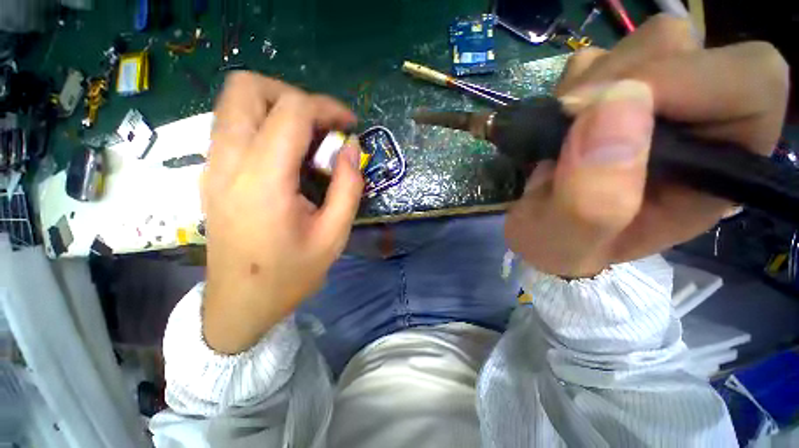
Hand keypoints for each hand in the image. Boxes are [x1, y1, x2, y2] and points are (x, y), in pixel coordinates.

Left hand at [202, 72, 363, 353]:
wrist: (240, 304)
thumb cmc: (290, 275)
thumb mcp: (334, 235)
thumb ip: (349, 186)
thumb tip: (351, 146)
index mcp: (263, 182)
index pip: (290, 112)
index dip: (326, 107)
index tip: (349, 124)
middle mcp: (227, 163)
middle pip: (247, 88)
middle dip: (293, 95)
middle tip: (322, 126)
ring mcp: (213, 166)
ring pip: (235, 101)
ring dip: (278, 107)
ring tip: (309, 138)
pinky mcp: (212, 173)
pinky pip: (234, 124)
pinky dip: (266, 124)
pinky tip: (289, 155)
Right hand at [505, 15, 788, 276]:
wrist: (539, 231)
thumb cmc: (559, 246)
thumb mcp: (568, 242)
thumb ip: (594, 201)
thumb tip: (613, 106)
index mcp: (714, 171)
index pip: (749, 85)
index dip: (687, 79)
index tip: (601, 110)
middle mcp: (698, 124)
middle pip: (690, 48)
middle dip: (622, 77)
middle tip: (570, 123)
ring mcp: (655, 101)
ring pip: (647, 43)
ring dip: (592, 82)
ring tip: (563, 133)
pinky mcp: (614, 93)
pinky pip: (600, 56)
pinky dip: (572, 84)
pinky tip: (560, 124)